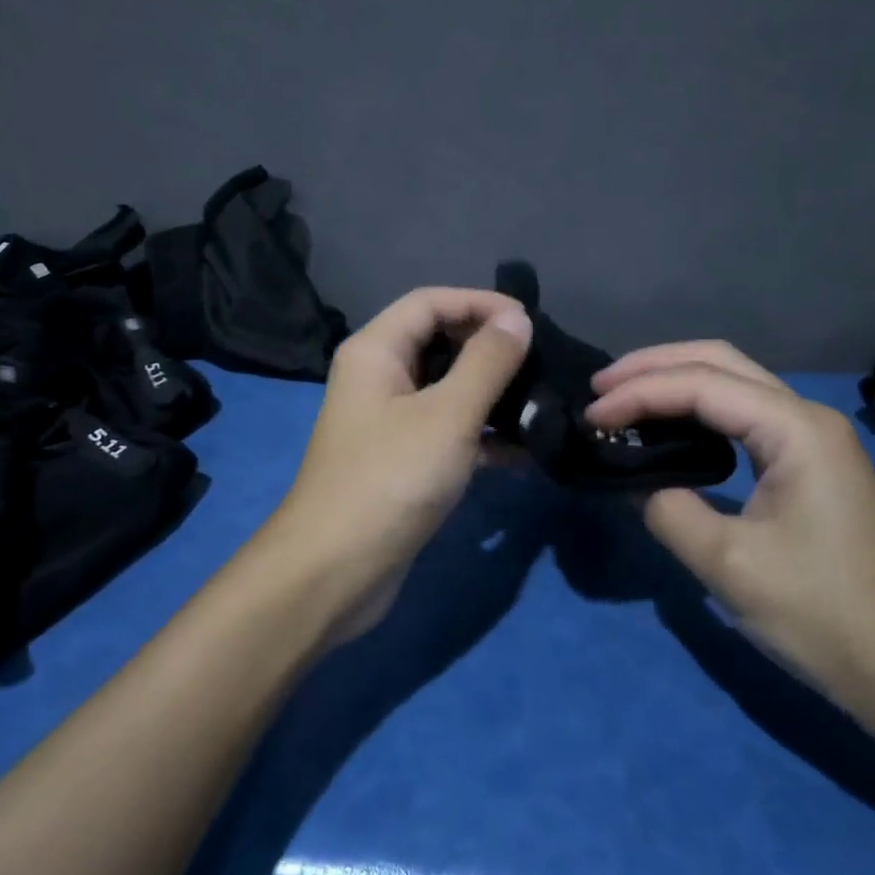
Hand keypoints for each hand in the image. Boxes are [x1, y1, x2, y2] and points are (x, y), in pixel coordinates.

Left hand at [266, 286, 532, 643]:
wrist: (334, 572)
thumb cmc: (389, 479)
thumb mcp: (447, 415)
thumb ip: (486, 362)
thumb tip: (517, 319)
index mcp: (375, 351)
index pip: (430, 302)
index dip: (480, 303)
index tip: (530, 322)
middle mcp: (377, 378)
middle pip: (438, 342)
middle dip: (488, 347)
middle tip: (540, 361)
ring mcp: (388, 422)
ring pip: (446, 390)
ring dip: (491, 393)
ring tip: (541, 402)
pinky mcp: (402, 462)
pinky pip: (447, 432)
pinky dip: (482, 435)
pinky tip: (524, 451)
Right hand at [586, 341, 874, 731]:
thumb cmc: (825, 614)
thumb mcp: (729, 565)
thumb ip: (669, 510)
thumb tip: (635, 483)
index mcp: (794, 428)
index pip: (700, 385)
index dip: (638, 393)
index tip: (591, 416)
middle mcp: (806, 417)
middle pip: (719, 361)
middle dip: (654, 365)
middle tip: (599, 386)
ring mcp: (812, 440)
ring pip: (733, 383)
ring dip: (674, 382)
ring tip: (621, 398)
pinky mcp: (809, 465)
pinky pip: (742, 416)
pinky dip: (696, 410)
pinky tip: (669, 427)